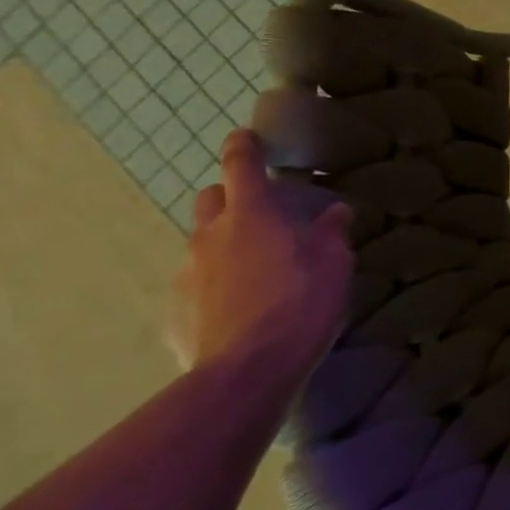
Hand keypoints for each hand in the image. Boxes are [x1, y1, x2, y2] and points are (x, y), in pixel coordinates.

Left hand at [173, 130, 353, 378]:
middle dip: (230, 198)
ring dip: (223, 246)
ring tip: (253, 272)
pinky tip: (236, 310)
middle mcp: (210, 235)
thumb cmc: (301, 304)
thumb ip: (331, 233)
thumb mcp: (334, 264)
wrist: (248, 373)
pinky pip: (193, 286)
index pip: (241, 164)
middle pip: (210, 199)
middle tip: (260, 215)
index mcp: (252, 214)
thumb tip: (335, 211)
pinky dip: (212, 287)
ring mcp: (185, 274)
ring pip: (201, 244)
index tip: (246, 136)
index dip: (244, 146)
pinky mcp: (173, 312)